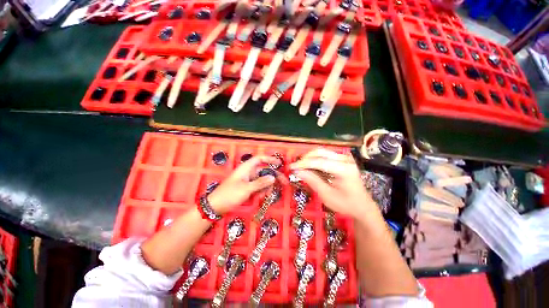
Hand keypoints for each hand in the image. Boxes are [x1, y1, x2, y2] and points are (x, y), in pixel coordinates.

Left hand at [208, 155, 280, 214]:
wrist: (215, 206)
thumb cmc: (230, 194)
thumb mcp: (247, 189)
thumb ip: (261, 183)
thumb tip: (273, 177)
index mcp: (246, 168)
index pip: (259, 159)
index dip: (270, 159)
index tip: (279, 164)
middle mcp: (248, 172)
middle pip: (264, 171)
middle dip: (273, 177)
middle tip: (284, 183)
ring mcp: (247, 180)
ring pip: (262, 180)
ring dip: (266, 186)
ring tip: (267, 195)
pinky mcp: (246, 187)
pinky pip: (258, 186)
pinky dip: (261, 191)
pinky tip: (260, 197)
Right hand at [290, 149, 377, 219]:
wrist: (362, 206)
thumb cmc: (345, 204)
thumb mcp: (326, 195)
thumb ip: (312, 180)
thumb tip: (297, 171)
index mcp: (344, 169)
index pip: (319, 162)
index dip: (303, 164)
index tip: (291, 167)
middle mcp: (345, 159)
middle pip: (320, 152)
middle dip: (305, 159)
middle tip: (296, 167)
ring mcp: (345, 158)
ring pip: (322, 152)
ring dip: (310, 158)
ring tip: (302, 167)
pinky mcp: (343, 159)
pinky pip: (325, 155)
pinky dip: (315, 160)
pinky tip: (310, 167)